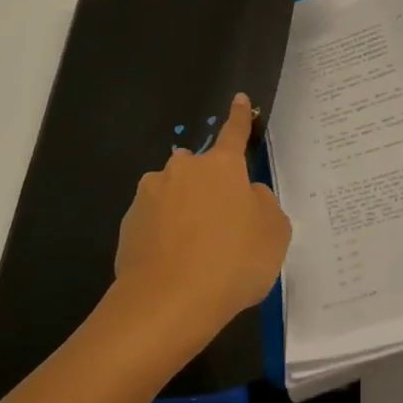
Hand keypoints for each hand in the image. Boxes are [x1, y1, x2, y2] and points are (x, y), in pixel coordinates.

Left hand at [112, 92, 291, 344]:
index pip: (234, 133)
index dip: (240, 116)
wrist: (167, 303)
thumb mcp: (273, 234)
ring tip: (196, 252)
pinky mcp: (129, 224)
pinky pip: (155, 221)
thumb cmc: (232, 262)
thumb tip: (248, 195)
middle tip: (222, 225)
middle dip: (209, 187)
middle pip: (200, 170)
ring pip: (174, 195)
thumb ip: (264, 205)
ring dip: (185, 211)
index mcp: (222, 166)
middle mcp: (183, 170)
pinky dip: (165, 234)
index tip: (240, 98)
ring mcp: (150, 195)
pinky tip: (175, 264)